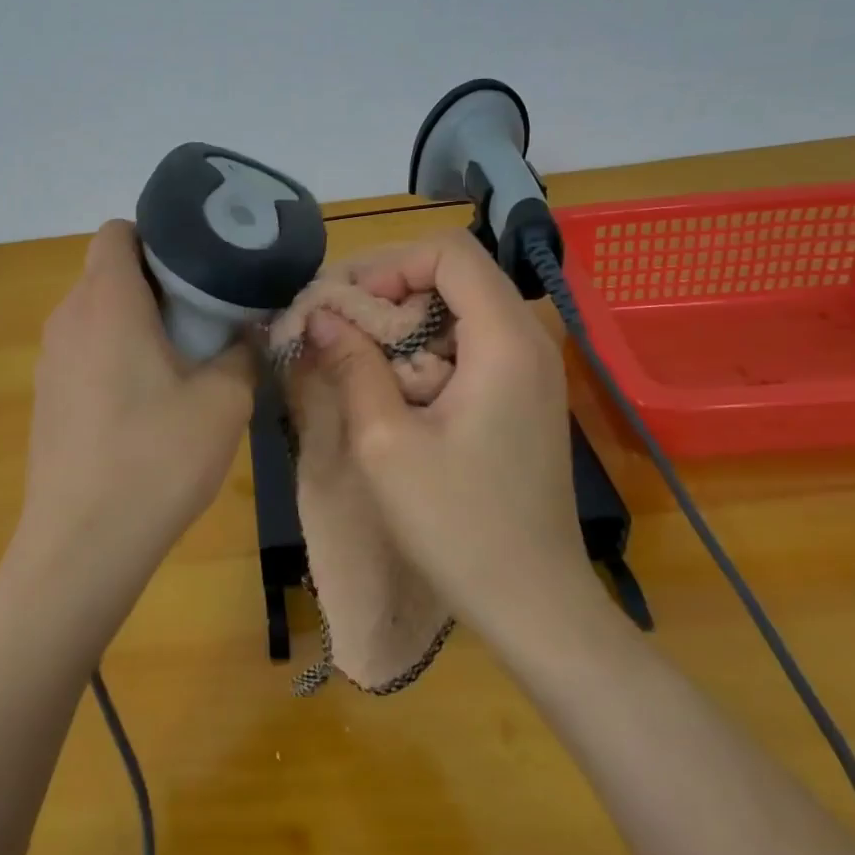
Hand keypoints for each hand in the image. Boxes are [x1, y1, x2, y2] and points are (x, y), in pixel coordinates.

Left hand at [13, 220, 255, 601]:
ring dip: (137, 318)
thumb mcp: (225, 402)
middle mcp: (68, 318)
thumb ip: (243, 352)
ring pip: (97, 311)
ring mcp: (50, 358)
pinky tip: (148, 399)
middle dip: (157, 279)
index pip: (118, 231)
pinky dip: (116, 351)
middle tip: (207, 312)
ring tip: (184, 356)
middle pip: (109, 270)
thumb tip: (248, 331)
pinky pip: (85, 348)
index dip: (159, 235)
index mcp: (107, 301)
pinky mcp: (47, 395)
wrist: (82, 546)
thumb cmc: (156, 459)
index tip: (200, 265)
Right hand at [289, 227, 603, 644]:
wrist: (534, 602)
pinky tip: (396, 387)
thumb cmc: (458, 525)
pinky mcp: (524, 394)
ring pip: (461, 306)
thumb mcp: (386, 443)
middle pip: (456, 273)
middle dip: (391, 288)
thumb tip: (320, 315)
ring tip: (360, 357)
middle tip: (341, 326)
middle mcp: (528, 340)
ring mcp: (531, 368)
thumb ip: (352, 366)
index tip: (349, 305)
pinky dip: (427, 346)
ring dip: (405, 320)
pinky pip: (471, 341)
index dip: (390, 264)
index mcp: (505, 342)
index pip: (450, 252)